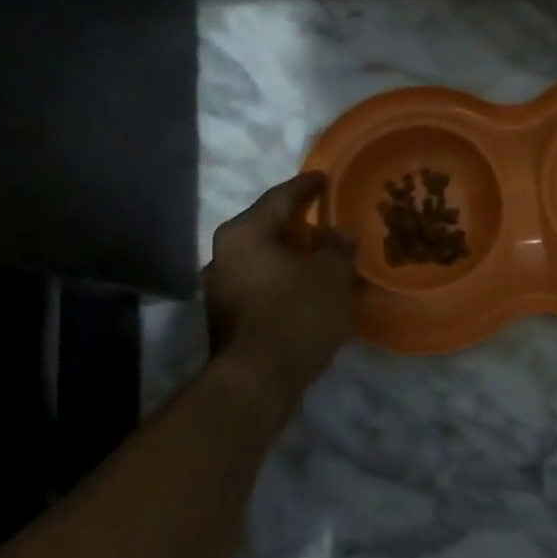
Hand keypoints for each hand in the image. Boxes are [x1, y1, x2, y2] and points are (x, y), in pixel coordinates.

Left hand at [204, 173, 355, 392]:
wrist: (258, 380)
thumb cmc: (296, 313)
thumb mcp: (331, 274)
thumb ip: (336, 246)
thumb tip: (337, 232)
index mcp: (244, 233)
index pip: (280, 198)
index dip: (306, 186)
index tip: (324, 177)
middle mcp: (222, 255)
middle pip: (266, 229)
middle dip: (296, 225)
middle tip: (323, 219)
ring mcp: (219, 290)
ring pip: (261, 261)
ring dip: (289, 257)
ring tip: (318, 257)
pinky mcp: (226, 319)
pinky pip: (260, 287)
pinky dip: (282, 283)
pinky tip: (304, 290)